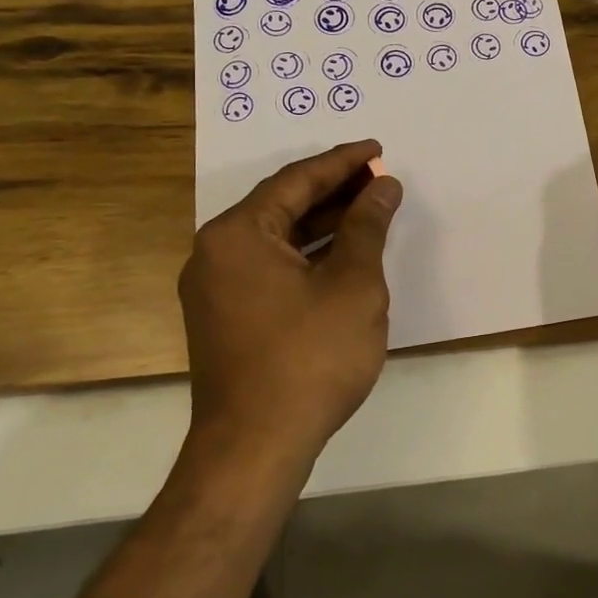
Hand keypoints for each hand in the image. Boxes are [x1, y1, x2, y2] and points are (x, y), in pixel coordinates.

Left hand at [179, 140, 403, 461]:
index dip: (343, 162)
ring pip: (276, 237)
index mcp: (238, 234)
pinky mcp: (225, 316)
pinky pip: (270, 266)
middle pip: (282, 205)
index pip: (296, 180)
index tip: (378, 149)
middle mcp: (215, 252)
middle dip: (334, 190)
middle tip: (379, 178)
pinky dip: (307, 254)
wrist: (256, 448)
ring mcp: (215, 287)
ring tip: (370, 210)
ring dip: (323, 223)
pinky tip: (343, 254)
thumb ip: (367, 226)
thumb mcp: (352, 284)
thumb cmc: (310, 357)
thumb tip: (383, 186)